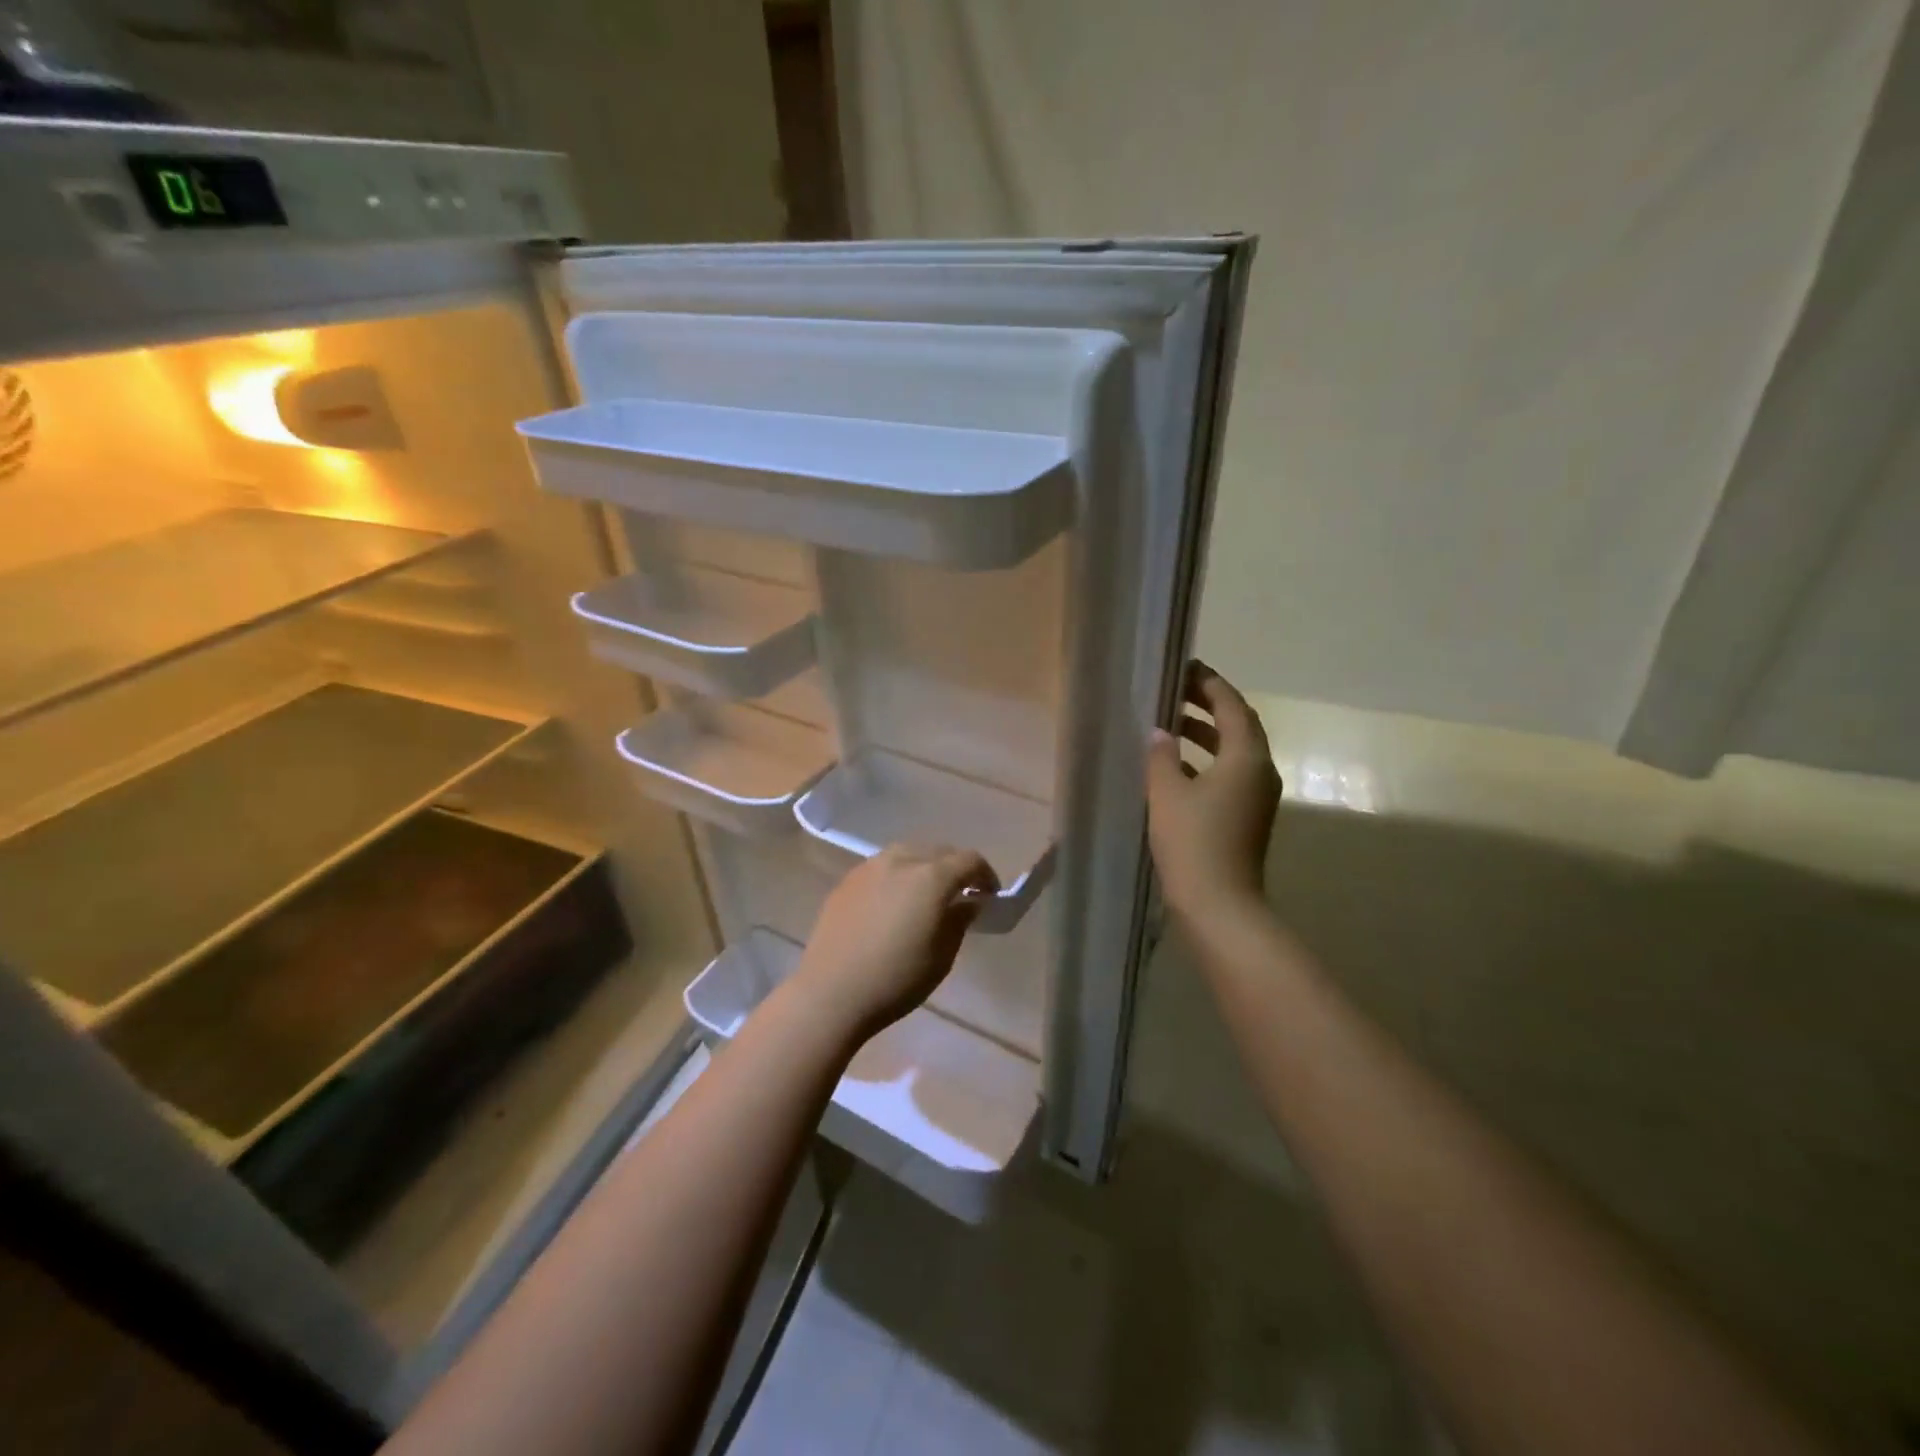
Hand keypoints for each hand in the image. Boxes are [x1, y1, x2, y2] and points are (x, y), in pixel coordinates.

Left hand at [792, 844, 999, 1039]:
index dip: (985, 875)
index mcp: (931, 877)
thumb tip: (968, 902)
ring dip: (925, 866)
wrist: (831, 992)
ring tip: (927, 892)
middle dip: (955, 868)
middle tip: (961, 893)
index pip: (969, 860)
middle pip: (938, 851)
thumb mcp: (942, 956)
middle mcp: (901, 860)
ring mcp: (870, 867)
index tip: (990, 895)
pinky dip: (898, 875)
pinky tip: (894, 900)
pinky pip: (882, 866)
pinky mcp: (848, 880)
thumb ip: (960, 921)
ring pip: (908, 853)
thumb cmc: (896, 979)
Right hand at [1145, 660, 1281, 926]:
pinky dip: (1205, 760)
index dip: (1209, 683)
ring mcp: (1256, 796)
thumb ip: (1162, 756)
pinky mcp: (1246, 816)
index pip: (1232, 705)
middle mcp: (1260, 771)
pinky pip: (1228, 773)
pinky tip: (1174, 767)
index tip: (1183, 667)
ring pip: (1233, 751)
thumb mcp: (1167, 793)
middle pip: (1238, 725)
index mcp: (1246, 757)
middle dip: (1207, 705)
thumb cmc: (1193, 842)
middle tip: (1173, 691)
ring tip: (1168, 723)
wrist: (1220, 905)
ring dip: (1205, 733)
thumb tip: (1160, 733)